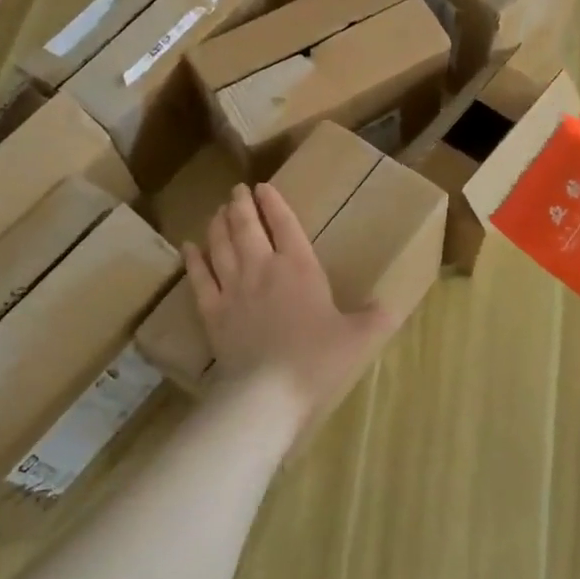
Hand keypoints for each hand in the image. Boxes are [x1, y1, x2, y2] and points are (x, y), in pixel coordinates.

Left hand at [184, 183, 396, 418]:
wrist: (267, 391)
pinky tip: (189, 247)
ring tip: (217, 210)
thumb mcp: (357, 339)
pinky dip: (194, 260)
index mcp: (299, 268)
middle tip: (237, 191)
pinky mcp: (211, 311)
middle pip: (246, 227)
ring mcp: (232, 288)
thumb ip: (374, 319)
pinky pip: (199, 277)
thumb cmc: (316, 360)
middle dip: (242, 205)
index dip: (274, 203)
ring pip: (220, 245)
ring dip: (218, 224)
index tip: (264, 187)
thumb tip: (390, 308)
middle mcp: (262, 268)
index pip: (284, 224)